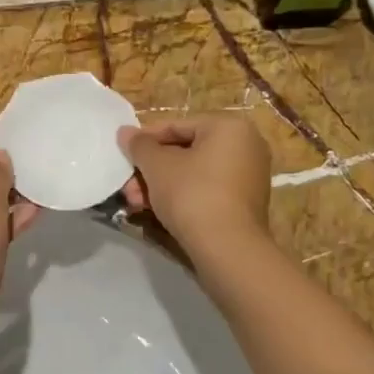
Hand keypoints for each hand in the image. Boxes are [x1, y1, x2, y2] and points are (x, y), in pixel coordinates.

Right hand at [117, 115, 270, 257]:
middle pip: (185, 151)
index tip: (124, 154)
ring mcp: (249, 175)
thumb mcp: (157, 166)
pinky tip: (156, 210)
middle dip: (151, 170)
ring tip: (135, 202)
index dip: (145, 140)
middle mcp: (246, 145)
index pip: (177, 126)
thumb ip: (139, 145)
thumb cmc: (192, 194)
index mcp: (229, 127)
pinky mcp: (245, 202)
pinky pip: (207, 189)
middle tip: (127, 186)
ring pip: (194, 173)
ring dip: (161, 185)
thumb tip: (125, 132)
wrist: (227, 247)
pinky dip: (182, 196)